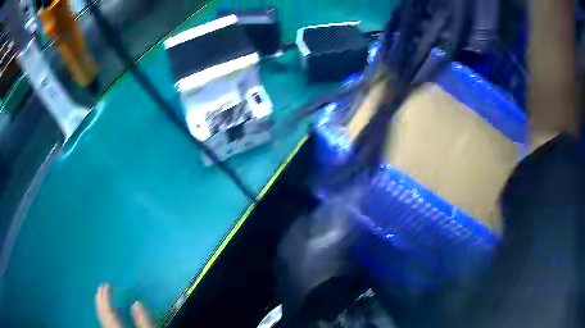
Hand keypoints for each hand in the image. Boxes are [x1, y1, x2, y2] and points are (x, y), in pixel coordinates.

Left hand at [95, 284, 154, 327]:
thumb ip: (144, 322)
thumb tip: (136, 303)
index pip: (108, 312)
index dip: (106, 297)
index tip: (107, 284)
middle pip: (102, 316)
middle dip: (100, 301)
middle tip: (101, 287)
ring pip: (102, 321)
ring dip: (101, 307)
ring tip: (101, 297)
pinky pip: (106, 325)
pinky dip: (106, 317)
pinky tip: (110, 315)